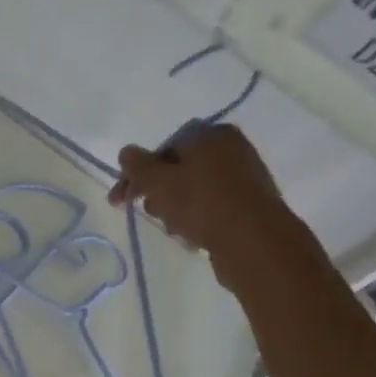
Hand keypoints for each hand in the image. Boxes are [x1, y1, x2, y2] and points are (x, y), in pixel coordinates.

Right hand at [106, 123, 294, 290]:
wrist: (255, 241)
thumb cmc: (202, 203)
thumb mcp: (159, 182)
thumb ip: (137, 166)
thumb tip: (126, 153)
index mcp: (210, 135)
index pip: (163, 148)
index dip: (138, 173)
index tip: (120, 199)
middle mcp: (231, 149)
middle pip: (178, 169)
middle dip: (157, 192)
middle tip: (149, 212)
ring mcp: (243, 177)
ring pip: (193, 190)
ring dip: (175, 208)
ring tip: (173, 228)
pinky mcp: (249, 205)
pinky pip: (211, 207)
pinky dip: (196, 218)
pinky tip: (192, 236)